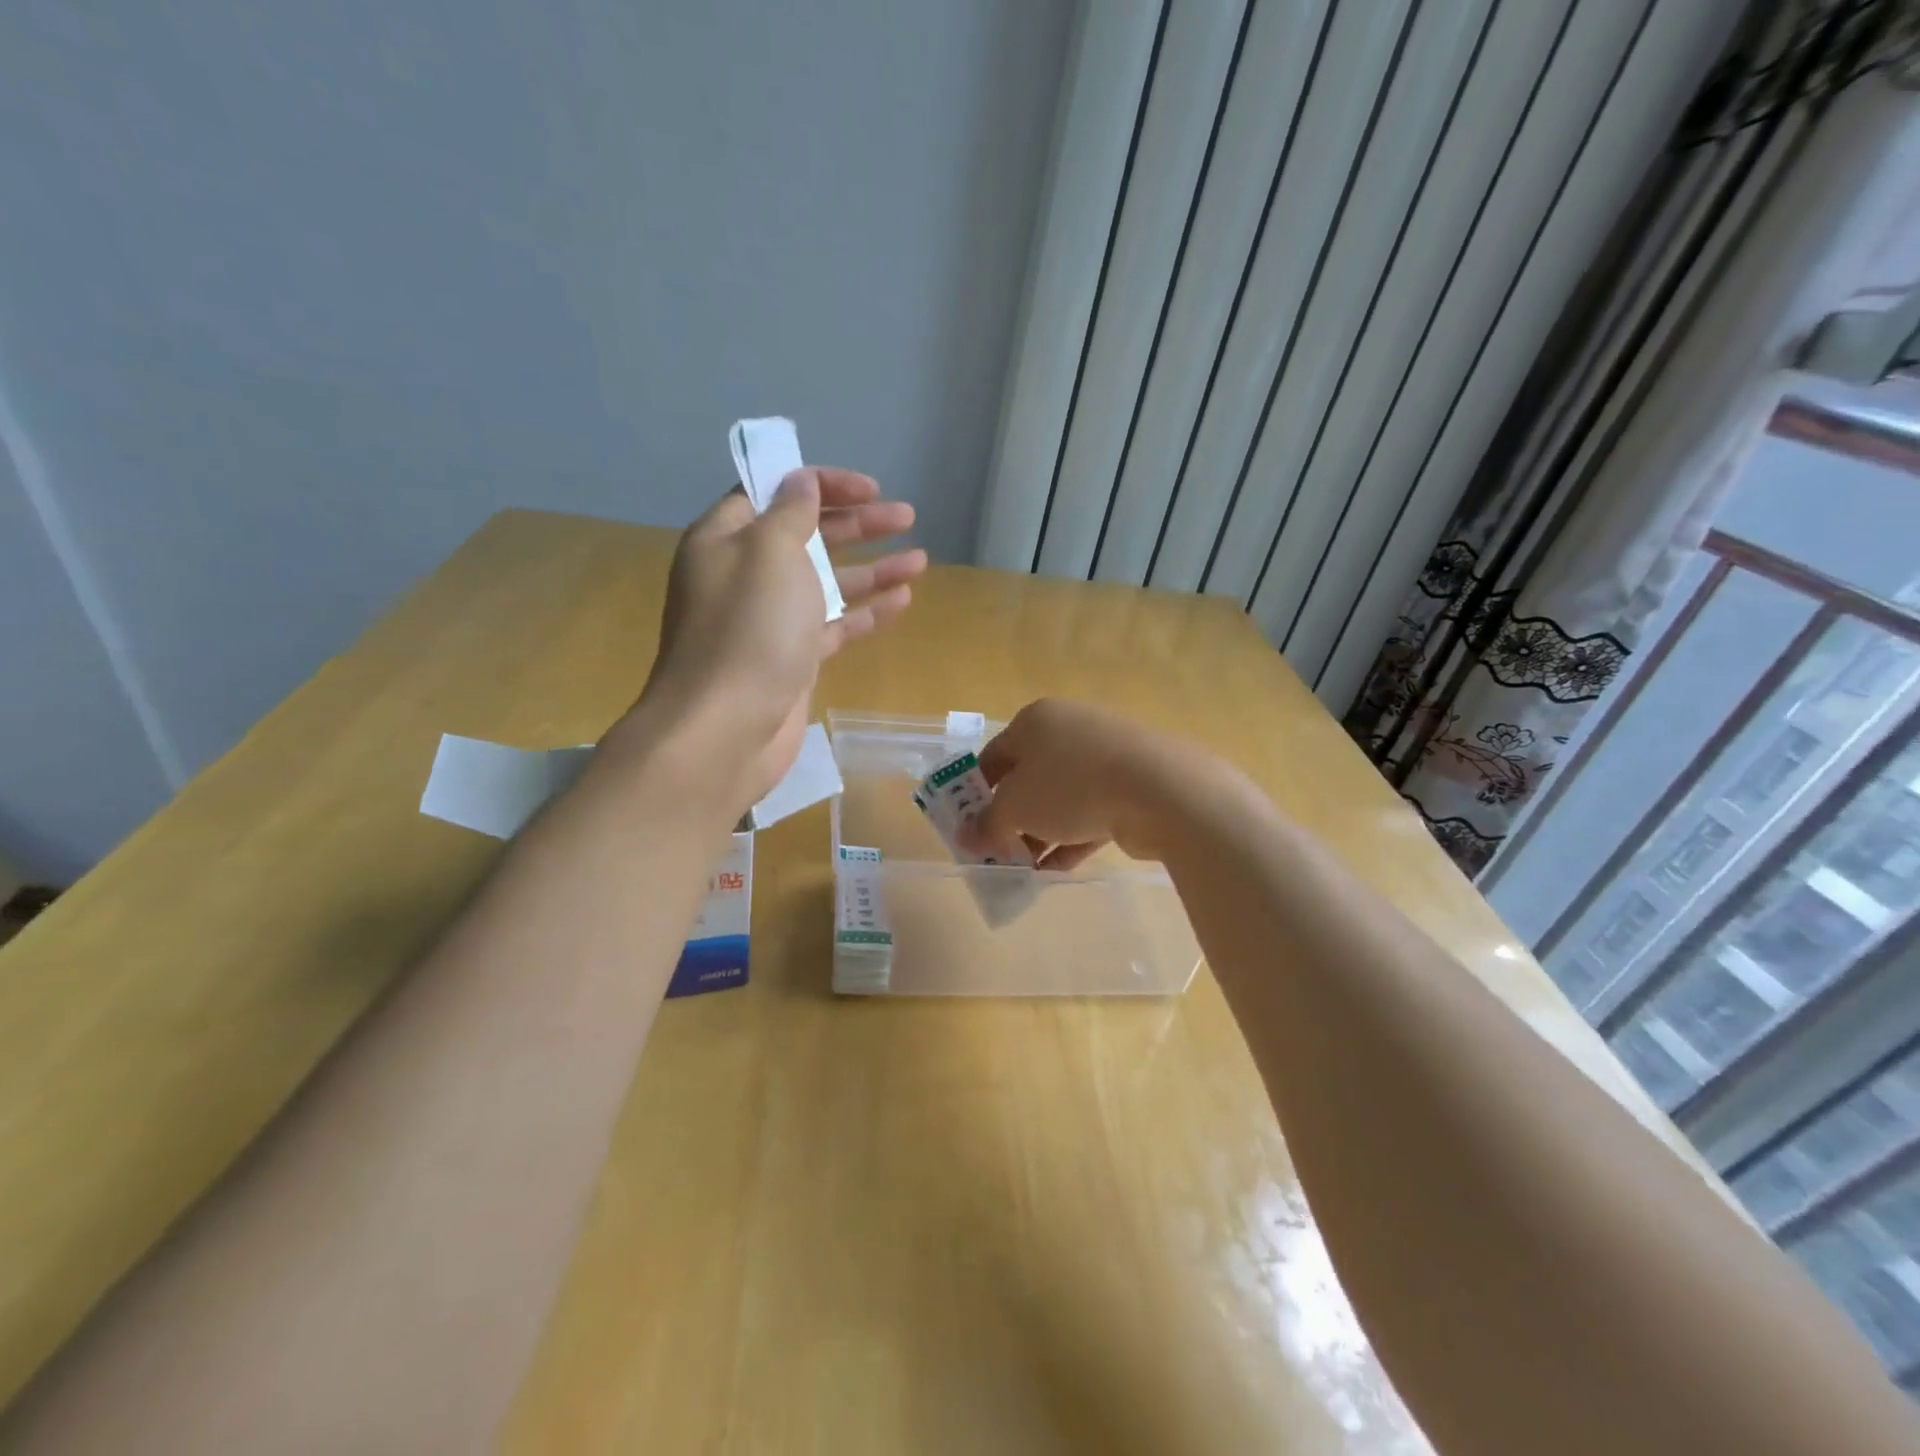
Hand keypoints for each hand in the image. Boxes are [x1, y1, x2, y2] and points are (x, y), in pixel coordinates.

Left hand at [621, 469, 925, 810]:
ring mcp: (770, 620)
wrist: (725, 729)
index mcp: (727, 539)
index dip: (821, 484)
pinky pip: (833, 625)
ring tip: (919, 560)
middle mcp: (746, 574)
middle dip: (858, 524)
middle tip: (906, 516)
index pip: (774, 493)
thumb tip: (800, 482)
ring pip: (827, 583)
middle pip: (808, 536)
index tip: (868, 489)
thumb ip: (791, 513)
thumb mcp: (770, 552)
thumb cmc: (748, 629)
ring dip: (872, 570)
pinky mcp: (792, 658)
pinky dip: (866, 613)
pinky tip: (902, 602)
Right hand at [960, 699, 1198, 870]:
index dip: (975, 793)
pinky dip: (1071, 839)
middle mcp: (1068, 730)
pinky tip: (1054, 871)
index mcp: (1035, 722)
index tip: (970, 828)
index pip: (993, 756)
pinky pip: (1090, 812)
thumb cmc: (1072, 786)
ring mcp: (1104, 756)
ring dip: (1039, 833)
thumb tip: (964, 839)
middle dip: (1010, 818)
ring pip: (1060, 798)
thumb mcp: (1016, 808)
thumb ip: (988, 824)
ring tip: (1024, 869)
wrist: (1160, 790)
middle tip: (997, 852)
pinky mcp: (1130, 785)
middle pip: (1028, 778)